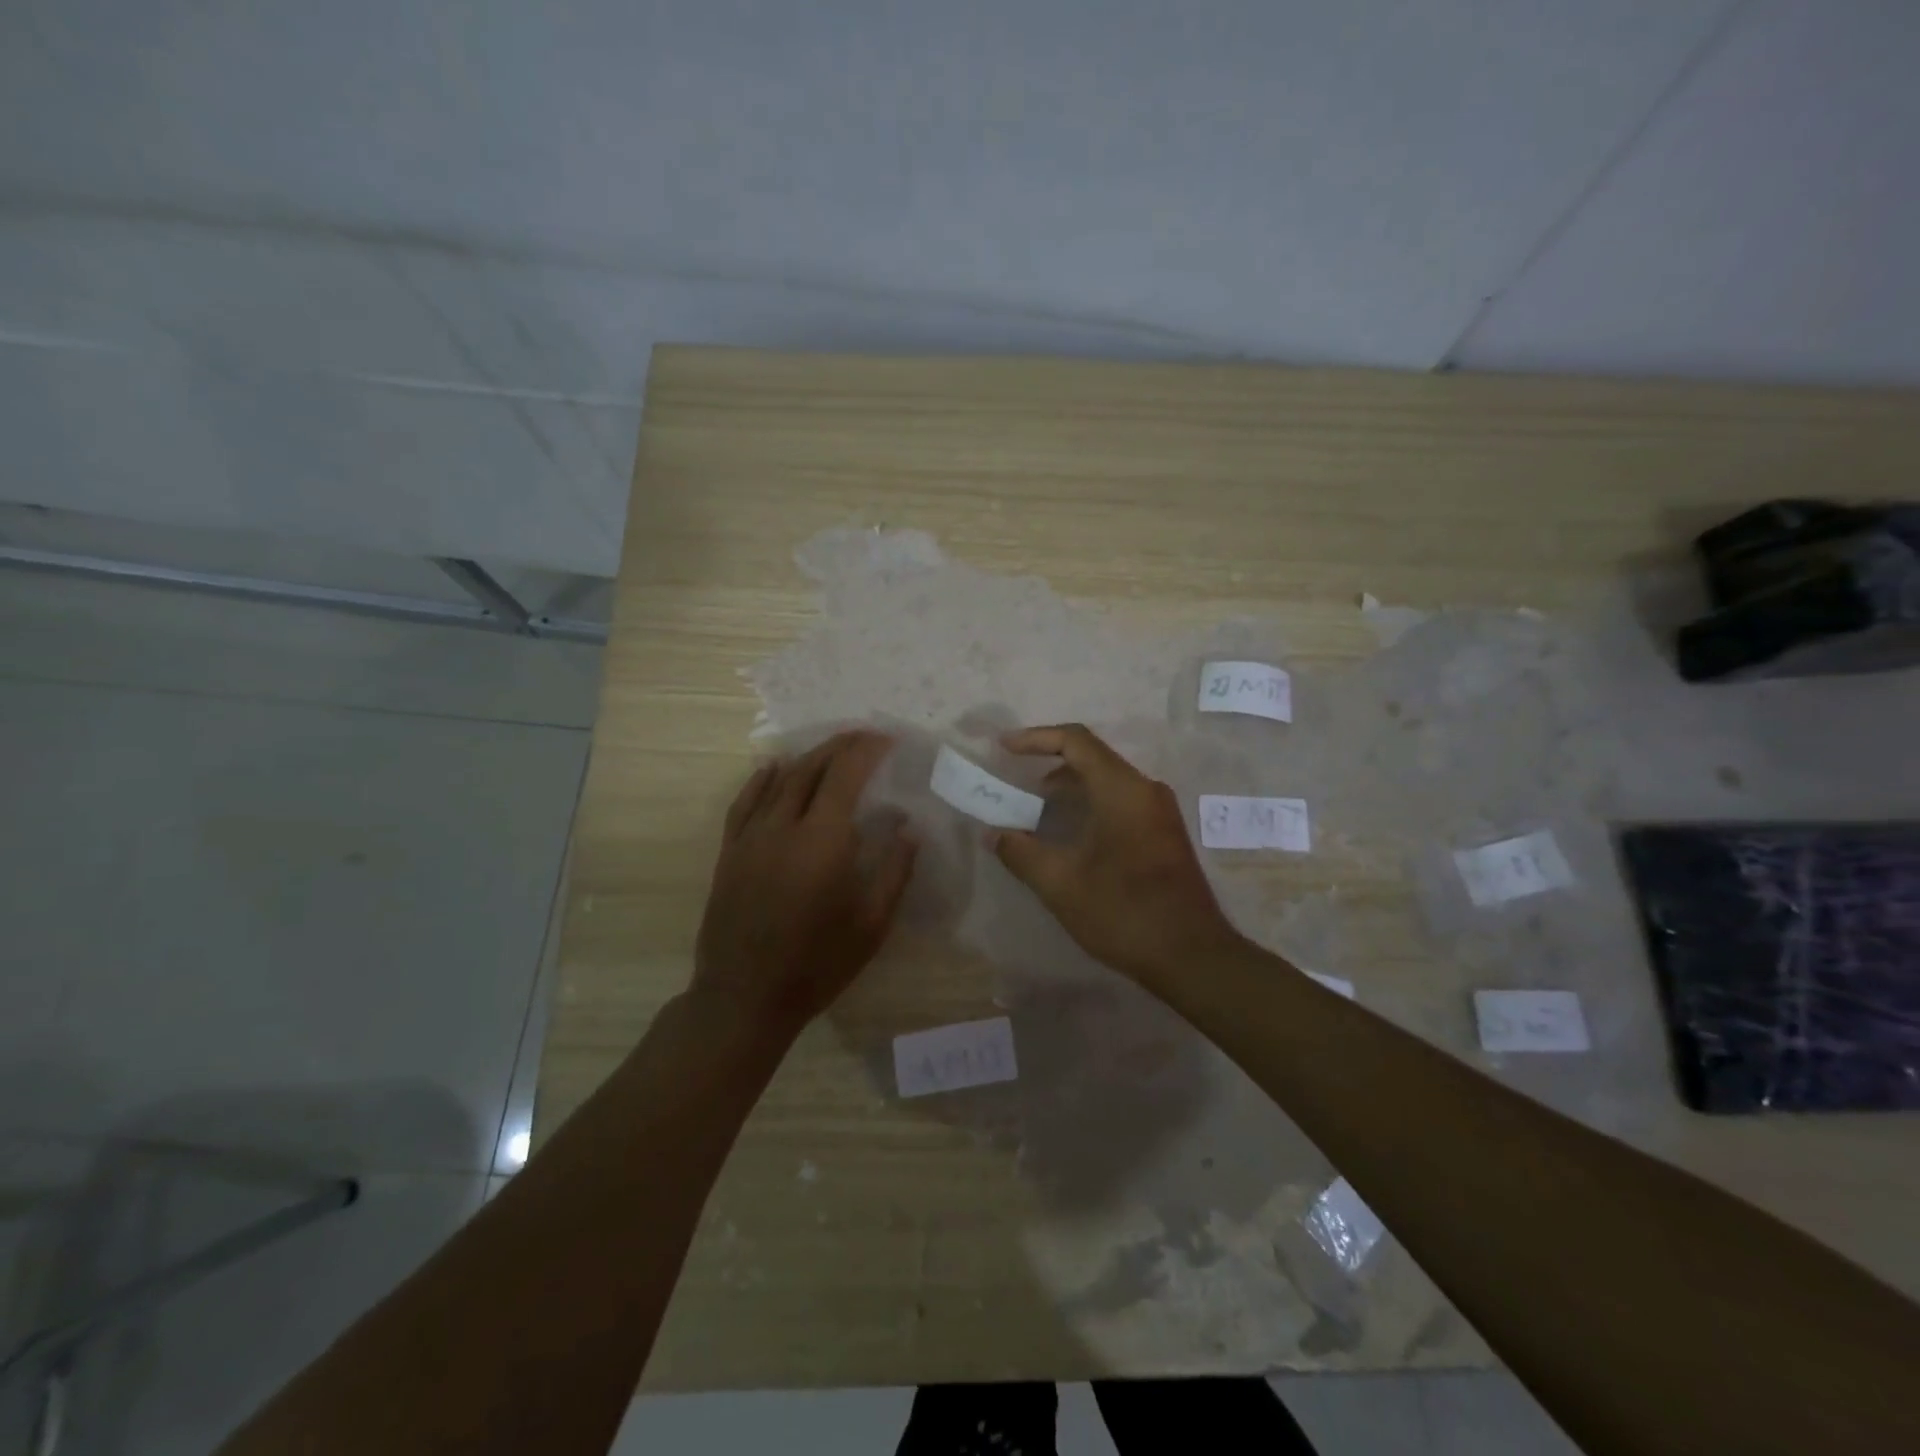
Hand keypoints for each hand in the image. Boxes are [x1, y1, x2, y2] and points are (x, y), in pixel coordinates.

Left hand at [693, 731, 916, 1036]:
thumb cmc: (817, 964)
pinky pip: (744, 802)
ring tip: (830, 749)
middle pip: (811, 769)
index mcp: (823, 841)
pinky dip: (761, 779)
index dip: (867, 750)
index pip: (845, 775)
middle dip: (840, 746)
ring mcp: (751, 837)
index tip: (887, 739)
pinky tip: (772, 768)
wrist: (744, 997)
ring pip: (779, 780)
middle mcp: (784, 827)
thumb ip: (894, 872)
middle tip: (864, 736)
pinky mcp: (730, 852)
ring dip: (807, 758)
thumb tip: (910, 830)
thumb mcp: (871, 925)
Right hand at [991, 724, 1243, 984]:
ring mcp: (1159, 812)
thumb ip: (1021, 852)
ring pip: (1106, 781)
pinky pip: (1120, 801)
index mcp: (1122, 790)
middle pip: (1091, 758)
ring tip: (1034, 810)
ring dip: (1068, 789)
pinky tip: (1068, 835)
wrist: (1193, 956)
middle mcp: (1145, 790)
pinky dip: (1088, 805)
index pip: (1075, 741)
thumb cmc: (1124, 912)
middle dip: (1048, 765)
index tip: (1003, 748)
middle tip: (1014, 783)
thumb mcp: (1061, 884)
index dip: (1035, 738)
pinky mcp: (1163, 833)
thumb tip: (993, 834)